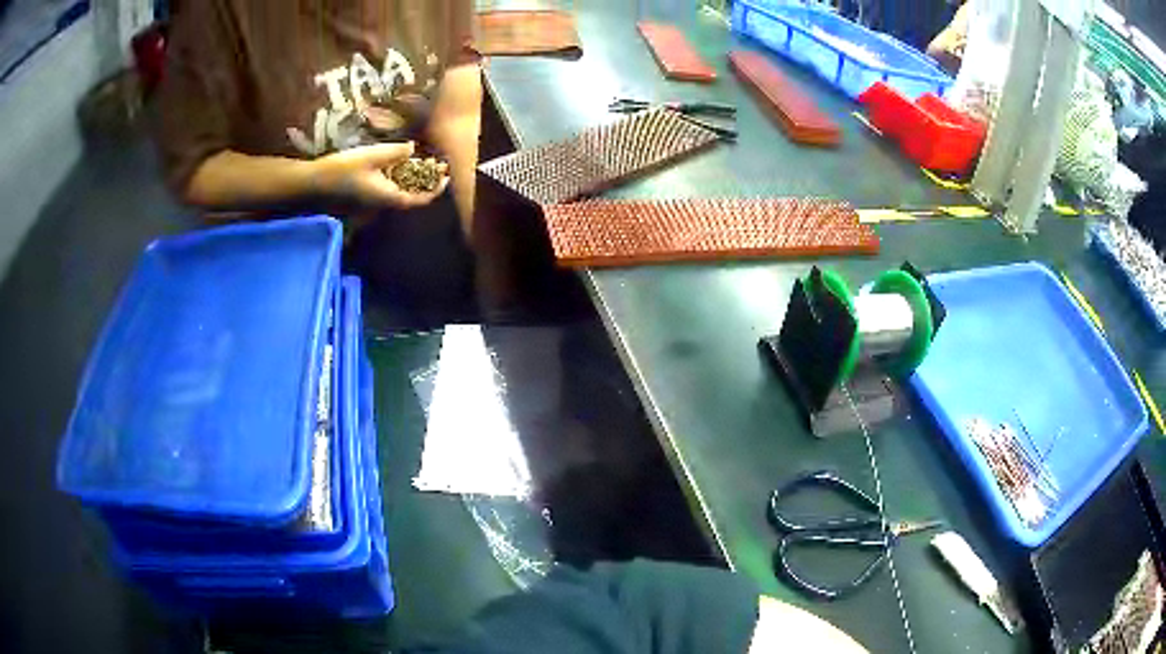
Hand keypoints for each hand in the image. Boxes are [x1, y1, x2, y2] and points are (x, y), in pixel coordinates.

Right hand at [311, 142, 448, 209]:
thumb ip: (395, 152)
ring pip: (399, 190)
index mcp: (389, 197)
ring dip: (412, 178)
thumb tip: (413, 149)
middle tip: (437, 164)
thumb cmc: (343, 170)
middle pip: (411, 195)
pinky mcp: (364, 194)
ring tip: (422, 160)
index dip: (435, 189)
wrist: (313, 183)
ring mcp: (373, 200)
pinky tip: (398, 162)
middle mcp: (383, 203)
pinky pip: (387, 187)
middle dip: (426, 181)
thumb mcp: (372, 156)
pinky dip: (397, 177)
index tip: (446, 176)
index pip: (419, 199)